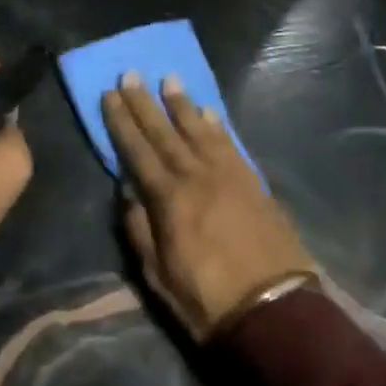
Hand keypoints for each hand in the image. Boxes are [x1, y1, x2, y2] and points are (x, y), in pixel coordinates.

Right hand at [102, 73, 314, 341]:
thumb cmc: (207, 299)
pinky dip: (217, 126)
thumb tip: (128, 190)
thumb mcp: (158, 274)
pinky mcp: (254, 183)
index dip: (122, 122)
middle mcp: (197, 177)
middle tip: (132, 74)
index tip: (110, 94)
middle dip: (145, 103)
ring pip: (200, 131)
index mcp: (169, 199)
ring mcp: (229, 176)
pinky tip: (209, 113)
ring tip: (169, 79)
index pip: (138, 151)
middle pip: (165, 133)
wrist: (275, 312)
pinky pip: (231, 145)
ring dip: (182, 105)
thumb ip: (140, 228)